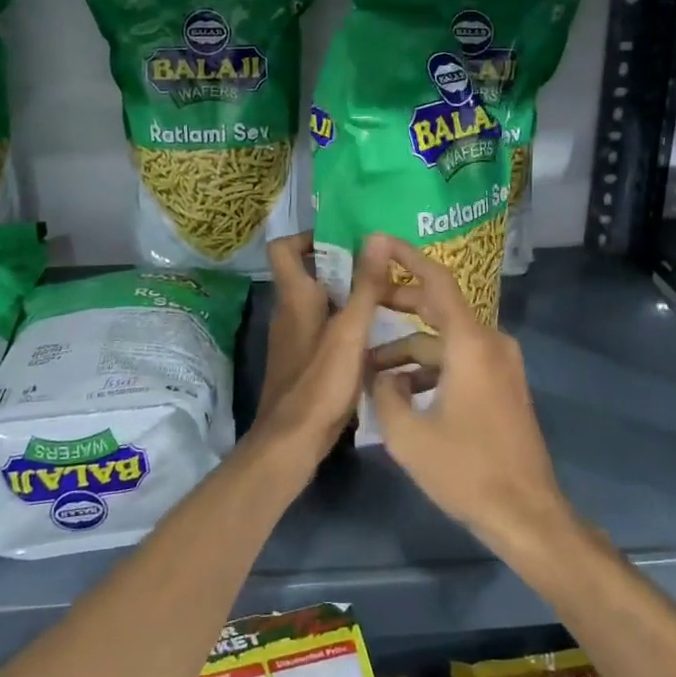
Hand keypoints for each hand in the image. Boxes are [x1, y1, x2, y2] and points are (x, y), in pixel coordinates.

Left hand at [245, 234, 391, 479]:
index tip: (345, 241)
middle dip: (345, 269)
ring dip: (351, 301)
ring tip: (391, 304)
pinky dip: (349, 330)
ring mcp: (295, 340)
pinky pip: (327, 332)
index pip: (284, 248)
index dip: (309, 237)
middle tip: (383, 272)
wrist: (292, 442)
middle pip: (311, 276)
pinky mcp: (304, 364)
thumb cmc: (320, 381)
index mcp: (295, 297)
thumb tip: (375, 235)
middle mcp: (290, 313)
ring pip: (323, 306)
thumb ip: (365, 285)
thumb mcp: (351, 330)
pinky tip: (379, 343)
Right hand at [369, 236, 573, 557]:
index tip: (378, 241)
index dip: (406, 256)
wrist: (526, 514)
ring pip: (446, 341)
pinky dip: (430, 368)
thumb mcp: (408, 434)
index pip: (437, 281)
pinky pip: (460, 361)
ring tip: (369, 368)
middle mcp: (490, 343)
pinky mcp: (502, 385)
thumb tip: (380, 373)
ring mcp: (500, 365)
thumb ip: (384, 392)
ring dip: (409, 348)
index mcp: (470, 343)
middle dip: (399, 303)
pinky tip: (401, 393)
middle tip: (362, 300)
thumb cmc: (466, 470)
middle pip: (439, 307)